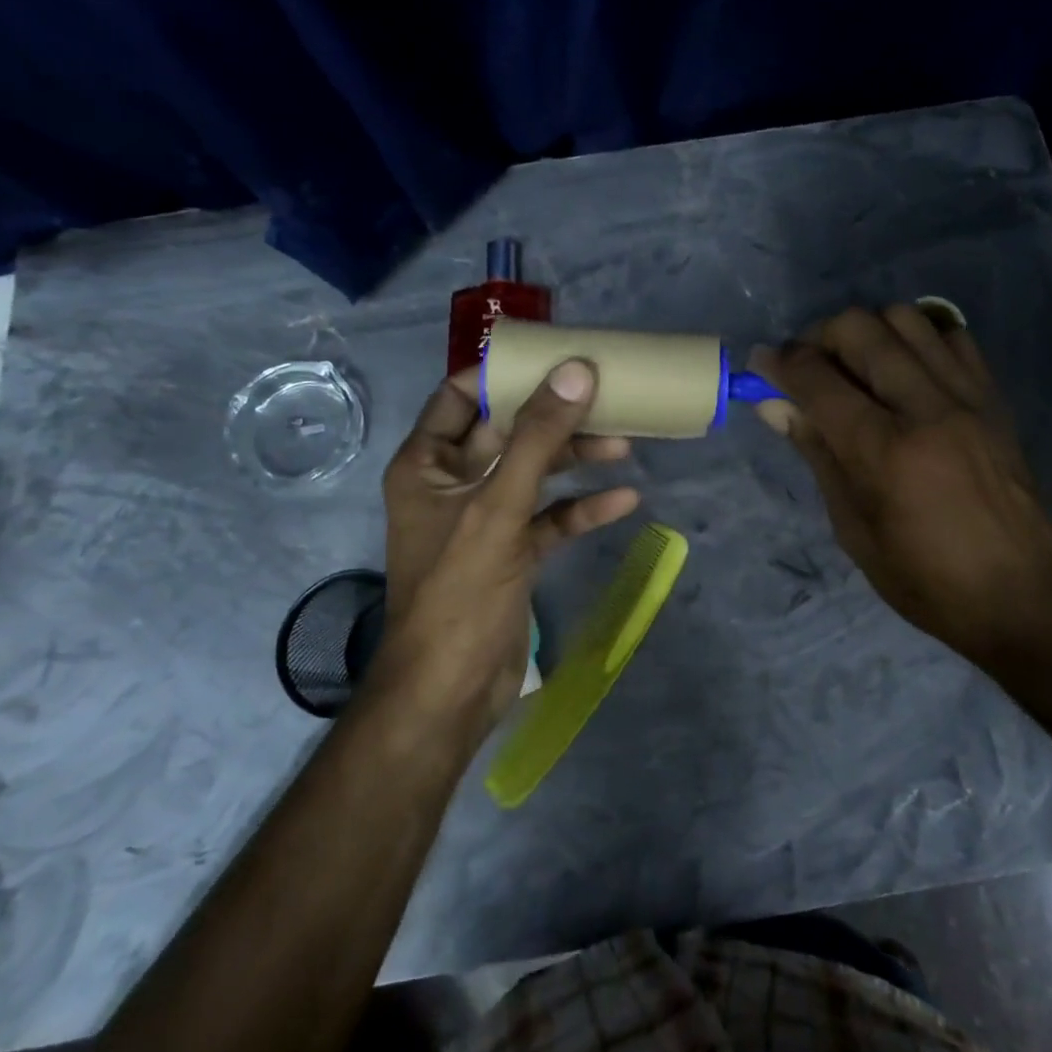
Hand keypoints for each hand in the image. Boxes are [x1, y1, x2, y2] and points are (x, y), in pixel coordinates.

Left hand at [376, 360, 639, 727]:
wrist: (451, 692)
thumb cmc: (459, 590)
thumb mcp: (498, 507)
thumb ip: (538, 438)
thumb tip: (576, 372)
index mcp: (427, 463)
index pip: (460, 395)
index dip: (505, 374)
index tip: (556, 359)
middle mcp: (452, 483)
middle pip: (509, 432)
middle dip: (556, 417)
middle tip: (606, 399)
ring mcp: (485, 519)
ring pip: (535, 473)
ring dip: (576, 460)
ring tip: (624, 446)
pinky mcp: (513, 552)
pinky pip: (550, 517)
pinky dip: (582, 508)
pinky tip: (623, 501)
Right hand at [751, 304, 1051, 664]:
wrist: (1019, 597)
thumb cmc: (922, 578)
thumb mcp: (852, 527)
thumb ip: (817, 453)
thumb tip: (775, 404)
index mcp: (883, 450)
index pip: (817, 378)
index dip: (778, 363)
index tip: (761, 365)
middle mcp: (926, 408)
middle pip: (860, 328)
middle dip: (818, 337)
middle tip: (808, 368)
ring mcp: (966, 397)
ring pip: (906, 318)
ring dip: (868, 332)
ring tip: (857, 366)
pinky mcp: (993, 398)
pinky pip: (951, 336)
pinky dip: (918, 339)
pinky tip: (905, 371)